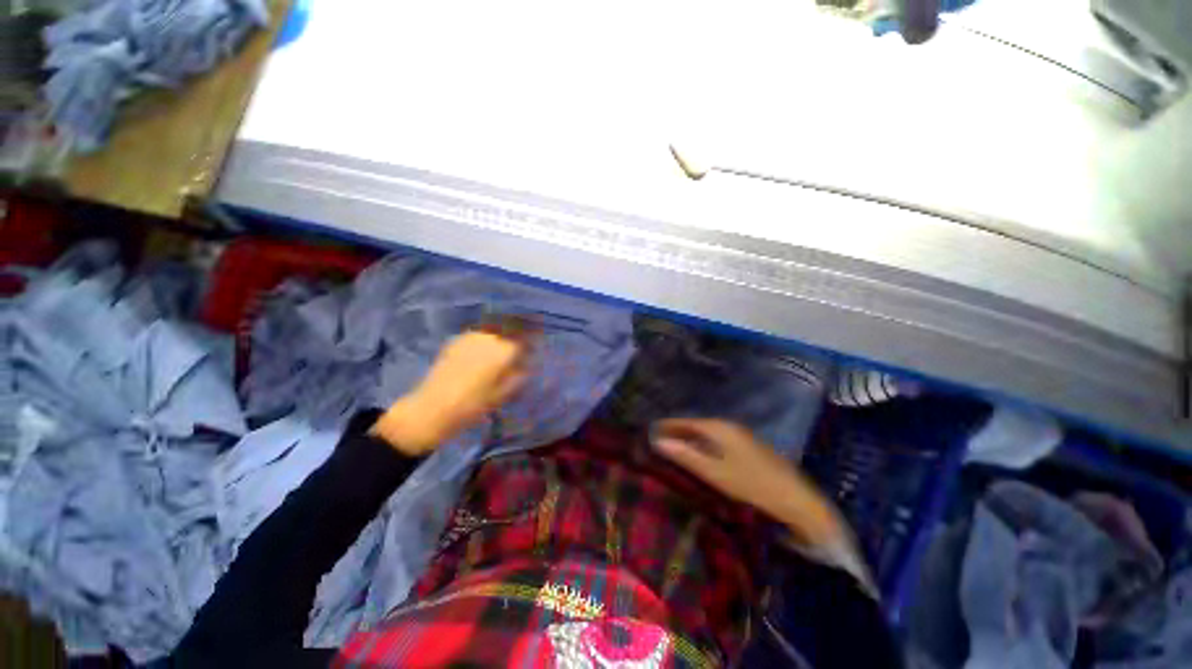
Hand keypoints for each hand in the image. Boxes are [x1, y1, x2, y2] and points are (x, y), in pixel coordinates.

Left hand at [372, 326, 533, 455]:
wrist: (433, 408)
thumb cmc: (475, 404)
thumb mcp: (504, 393)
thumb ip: (520, 373)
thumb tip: (528, 361)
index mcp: (504, 350)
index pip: (526, 334)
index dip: (534, 334)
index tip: (538, 338)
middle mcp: (490, 337)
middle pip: (510, 325)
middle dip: (520, 328)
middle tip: (525, 336)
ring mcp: (471, 336)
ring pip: (494, 326)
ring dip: (504, 330)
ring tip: (506, 339)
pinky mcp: (457, 340)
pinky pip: (479, 332)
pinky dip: (488, 335)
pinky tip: (486, 345)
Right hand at [651, 418, 845, 547]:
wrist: (797, 500)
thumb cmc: (752, 484)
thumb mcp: (714, 472)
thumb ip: (686, 455)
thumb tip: (658, 441)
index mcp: (719, 427)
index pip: (686, 421)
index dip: (667, 425)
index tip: (649, 430)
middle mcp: (729, 426)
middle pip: (696, 425)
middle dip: (677, 432)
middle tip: (658, 442)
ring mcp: (740, 436)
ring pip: (707, 434)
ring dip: (690, 439)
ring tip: (673, 449)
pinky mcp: (748, 447)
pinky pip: (717, 441)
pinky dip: (704, 446)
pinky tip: (699, 457)